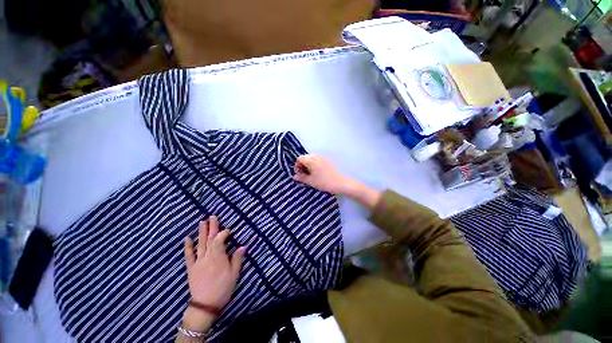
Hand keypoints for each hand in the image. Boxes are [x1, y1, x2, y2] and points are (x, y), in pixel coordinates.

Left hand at [182, 216, 245, 330]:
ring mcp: (198, 261)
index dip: (223, 233)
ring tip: (202, 222)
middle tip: (212, 216)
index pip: (220, 241)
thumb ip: (237, 261)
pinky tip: (187, 238)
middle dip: (211, 228)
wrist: (206, 302)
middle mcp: (207, 257)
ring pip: (200, 244)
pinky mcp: (190, 267)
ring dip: (201, 233)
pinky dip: (187, 245)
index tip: (227, 230)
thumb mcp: (234, 277)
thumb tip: (242, 246)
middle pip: (209, 240)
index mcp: (219, 258)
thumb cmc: (223, 290)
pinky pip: (188, 254)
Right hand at [294, 154, 381, 208]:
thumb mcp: (311, 181)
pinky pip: (317, 160)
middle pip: (305, 157)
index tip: (298, 175)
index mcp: (311, 160)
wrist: (341, 183)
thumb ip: (301, 178)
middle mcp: (317, 156)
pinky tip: (317, 174)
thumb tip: (294, 176)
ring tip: (310, 175)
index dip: (297, 166)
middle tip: (303, 175)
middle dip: (302, 165)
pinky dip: (314, 165)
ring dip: (308, 165)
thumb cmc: (324, 182)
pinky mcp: (328, 161)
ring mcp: (323, 158)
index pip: (300, 158)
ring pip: (312, 159)